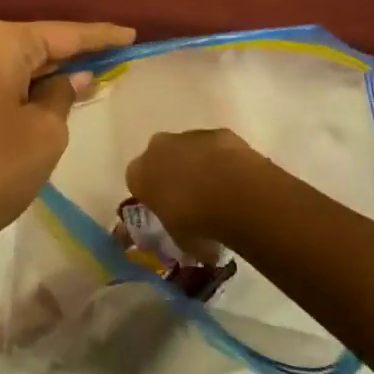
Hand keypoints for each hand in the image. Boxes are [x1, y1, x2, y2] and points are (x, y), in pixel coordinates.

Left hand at [0, 19, 134, 265]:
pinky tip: (47, 98)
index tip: (132, 35)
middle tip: (115, 58)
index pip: (63, 33)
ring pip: (15, 64)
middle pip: (37, 43)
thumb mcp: (44, 134)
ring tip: (89, 77)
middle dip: (74, 54)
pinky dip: (24, 88)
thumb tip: (70, 78)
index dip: (100, 36)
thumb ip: (63, 96)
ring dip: (48, 73)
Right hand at [124, 128, 271, 250]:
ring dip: (198, 166)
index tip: (165, 210)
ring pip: (188, 150)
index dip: (152, 196)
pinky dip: (222, 160)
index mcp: (139, 173)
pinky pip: (215, 147)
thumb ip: (175, 233)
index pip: (137, 182)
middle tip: (190, 200)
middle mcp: (157, 148)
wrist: (232, 193)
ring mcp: (188, 136)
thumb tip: (187, 240)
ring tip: (218, 193)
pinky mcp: (217, 133)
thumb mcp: (178, 239)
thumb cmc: (194, 221)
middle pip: (160, 159)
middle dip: (172, 174)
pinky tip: (236, 181)